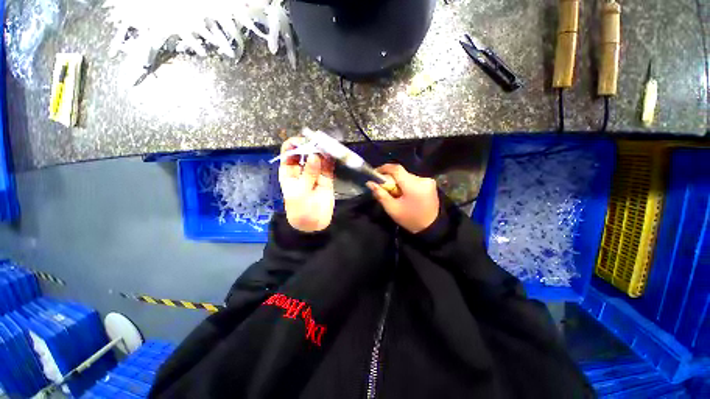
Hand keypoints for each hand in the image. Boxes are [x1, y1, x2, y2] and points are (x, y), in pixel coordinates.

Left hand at [279, 137, 334, 232]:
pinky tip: (333, 153)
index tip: (303, 141)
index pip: (289, 152)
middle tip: (318, 142)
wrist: (313, 224)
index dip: (294, 144)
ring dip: (322, 150)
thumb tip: (315, 155)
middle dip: (310, 145)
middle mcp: (301, 169)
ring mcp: (315, 172)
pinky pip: (328, 165)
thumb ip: (308, 174)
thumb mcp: (300, 192)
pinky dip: (331, 159)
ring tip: (327, 145)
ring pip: (318, 157)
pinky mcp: (326, 177)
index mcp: (289, 171)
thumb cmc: (300, 209)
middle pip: (304, 152)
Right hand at [366, 164, 439, 233]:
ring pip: (406, 176)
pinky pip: (413, 179)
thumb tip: (370, 183)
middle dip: (390, 179)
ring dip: (398, 182)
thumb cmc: (410, 219)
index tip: (376, 173)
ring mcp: (428, 181)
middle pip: (401, 173)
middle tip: (384, 187)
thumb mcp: (392, 209)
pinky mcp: (430, 183)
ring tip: (395, 193)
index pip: (397, 169)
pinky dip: (406, 184)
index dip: (384, 168)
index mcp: (413, 186)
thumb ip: (381, 194)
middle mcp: (422, 179)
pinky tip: (404, 193)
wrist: (431, 227)